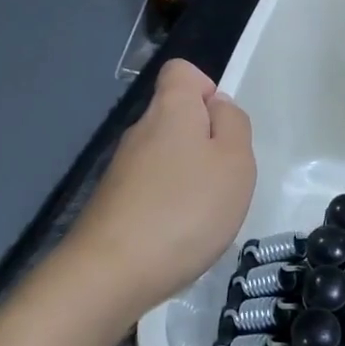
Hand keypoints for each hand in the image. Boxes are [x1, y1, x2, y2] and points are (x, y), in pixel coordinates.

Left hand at [66, 59, 255, 318]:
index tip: (224, 128)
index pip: (181, 71)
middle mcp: (140, 130)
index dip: (207, 89)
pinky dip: (169, 206)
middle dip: (205, 142)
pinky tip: (178, 237)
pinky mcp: (112, 203)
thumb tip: (218, 106)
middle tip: (224, 181)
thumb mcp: (235, 162)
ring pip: (165, 156)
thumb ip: (234, 124)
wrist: (110, 274)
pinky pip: (151, 189)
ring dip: (189, 178)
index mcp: (171, 109)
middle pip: (176, 116)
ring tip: (203, 215)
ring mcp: (121, 168)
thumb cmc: (185, 210)